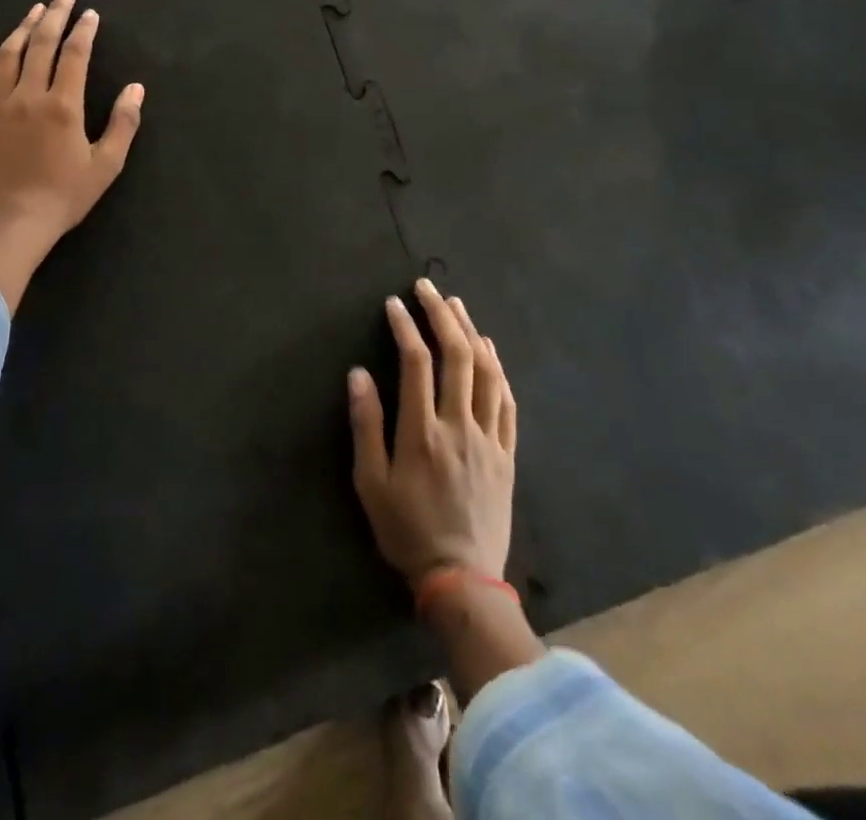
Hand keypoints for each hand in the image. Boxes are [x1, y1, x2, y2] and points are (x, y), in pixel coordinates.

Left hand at [0, 0, 144, 310]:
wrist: (13, 223)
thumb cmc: (64, 197)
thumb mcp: (106, 165)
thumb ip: (123, 123)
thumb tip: (137, 89)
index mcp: (63, 105)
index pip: (74, 54)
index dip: (84, 30)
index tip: (89, 12)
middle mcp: (29, 96)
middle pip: (41, 44)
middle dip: (55, 14)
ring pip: (8, 55)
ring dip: (22, 28)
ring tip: (34, 9)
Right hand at [348, 279, 517, 584]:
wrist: (462, 578)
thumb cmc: (406, 529)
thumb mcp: (371, 483)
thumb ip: (366, 425)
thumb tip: (358, 374)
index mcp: (422, 431)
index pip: (415, 362)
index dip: (405, 326)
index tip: (395, 303)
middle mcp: (458, 425)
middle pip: (456, 356)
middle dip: (441, 315)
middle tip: (428, 288)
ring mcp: (488, 438)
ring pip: (486, 373)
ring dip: (472, 333)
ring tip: (457, 306)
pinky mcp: (506, 454)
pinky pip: (507, 402)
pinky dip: (498, 369)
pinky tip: (490, 351)